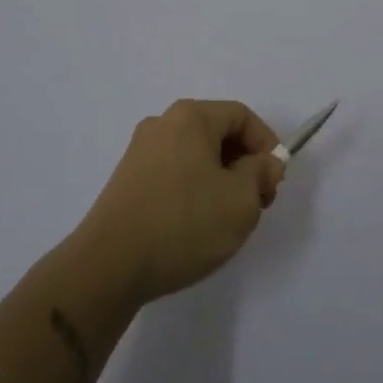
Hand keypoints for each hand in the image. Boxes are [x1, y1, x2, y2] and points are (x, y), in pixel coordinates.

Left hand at [76, 100, 285, 304]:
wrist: (108, 266)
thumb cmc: (183, 223)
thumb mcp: (241, 200)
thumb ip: (261, 174)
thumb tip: (265, 163)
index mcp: (190, 117)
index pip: (241, 116)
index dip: (266, 145)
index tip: (273, 182)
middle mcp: (162, 124)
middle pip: (217, 133)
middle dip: (244, 164)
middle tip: (256, 203)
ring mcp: (140, 152)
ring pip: (195, 156)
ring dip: (220, 180)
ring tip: (227, 219)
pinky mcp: (126, 181)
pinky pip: (173, 173)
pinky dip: (193, 190)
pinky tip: (195, 226)